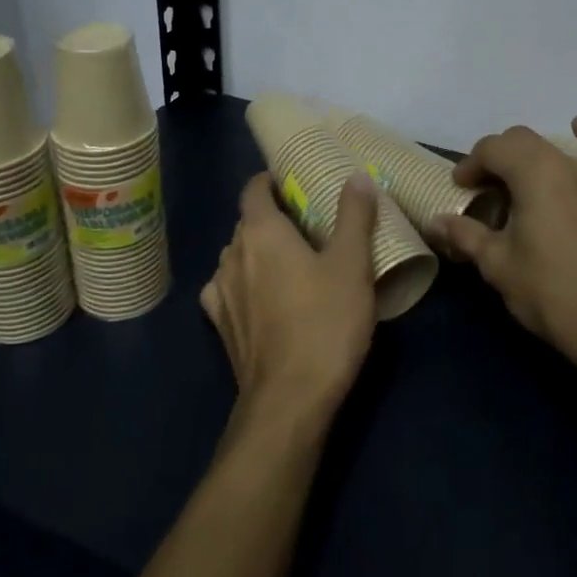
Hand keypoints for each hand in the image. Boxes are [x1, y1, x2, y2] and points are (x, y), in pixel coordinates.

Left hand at [201, 171, 378, 423]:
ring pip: (237, 256)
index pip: (254, 189)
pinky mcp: (220, 326)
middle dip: (272, 217)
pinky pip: (228, 289)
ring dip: (258, 251)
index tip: (294, 182)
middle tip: (307, 223)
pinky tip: (264, 296)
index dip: (270, 180)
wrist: (290, 400)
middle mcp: (232, 254)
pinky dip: (244, 283)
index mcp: (261, 232)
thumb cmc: (325, 322)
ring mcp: (220, 292)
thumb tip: (357, 176)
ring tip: (290, 260)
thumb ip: (354, 216)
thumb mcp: (352, 264)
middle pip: (247, 222)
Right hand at [435, 119, 576, 379]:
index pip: (493, 149)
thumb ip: (465, 235)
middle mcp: (564, 165)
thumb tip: (435, 221)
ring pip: (552, 149)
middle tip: (481, 190)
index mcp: (533, 174)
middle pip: (521, 142)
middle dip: (495, 158)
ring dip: (527, 159)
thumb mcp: (497, 264)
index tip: (459, 189)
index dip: (470, 165)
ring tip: (513, 185)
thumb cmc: (549, 292)